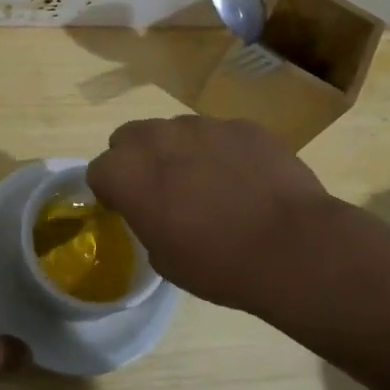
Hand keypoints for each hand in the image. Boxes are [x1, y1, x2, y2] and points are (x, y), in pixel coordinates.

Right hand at [87, 116, 333, 317]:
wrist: (291, 246)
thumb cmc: (217, 263)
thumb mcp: (164, 258)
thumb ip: (148, 221)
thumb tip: (159, 210)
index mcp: (127, 172)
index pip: (98, 170)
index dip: (112, 191)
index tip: (128, 209)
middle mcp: (157, 137)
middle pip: (130, 137)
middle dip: (138, 159)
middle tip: (163, 191)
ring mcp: (203, 125)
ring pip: (176, 131)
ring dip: (181, 153)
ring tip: (211, 186)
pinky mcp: (243, 126)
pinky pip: (220, 135)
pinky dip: (223, 153)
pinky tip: (247, 182)